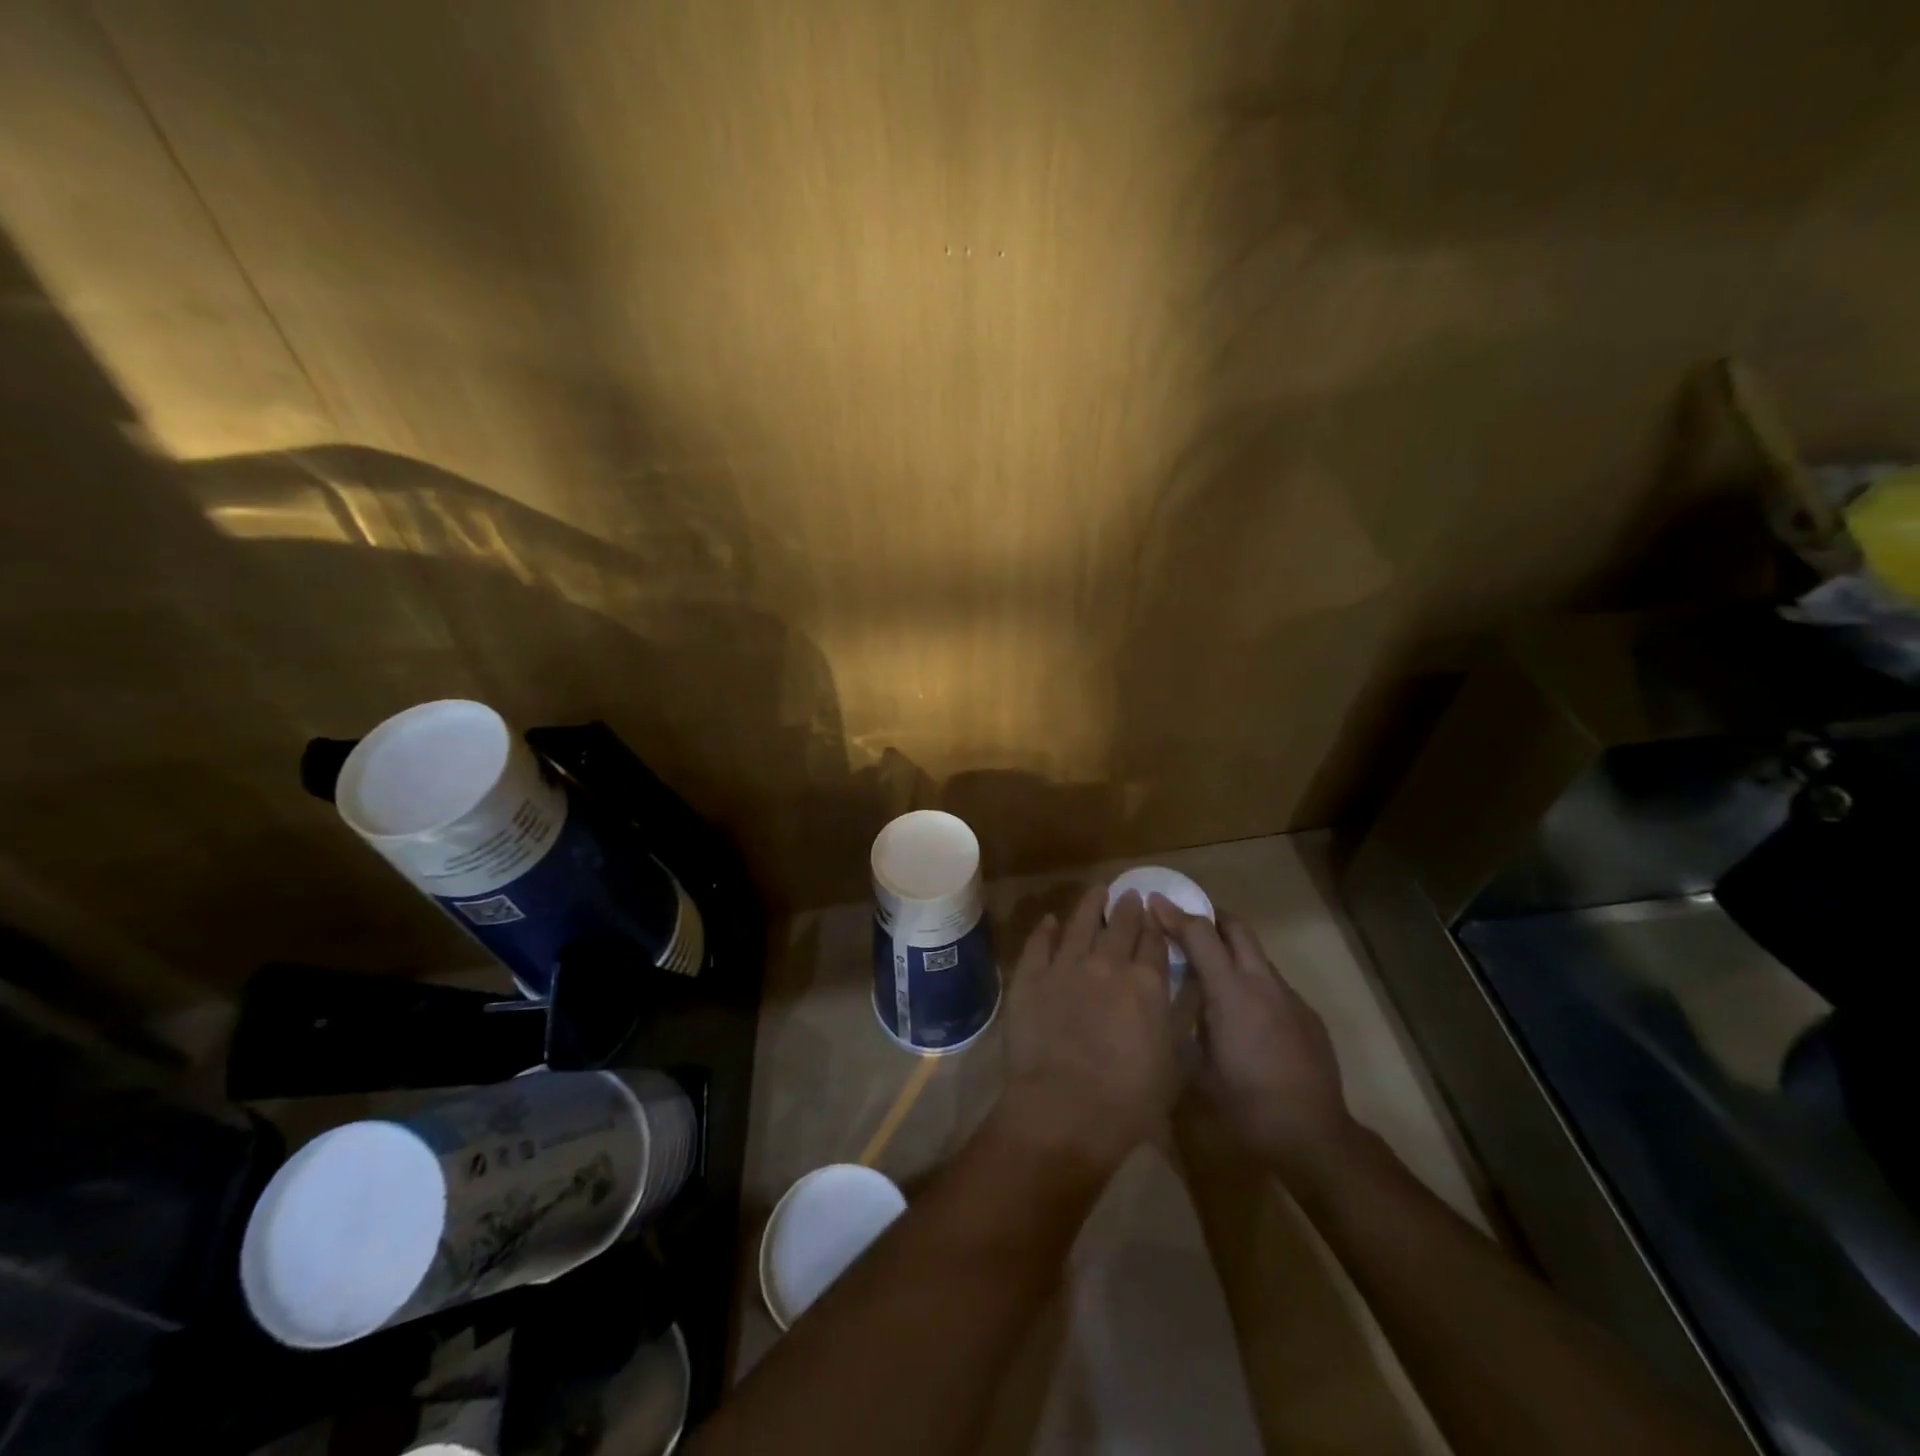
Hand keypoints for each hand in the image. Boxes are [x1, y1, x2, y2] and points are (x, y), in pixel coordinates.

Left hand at [1000, 885, 1180, 1170]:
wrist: (1065, 1109)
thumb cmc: (1129, 1100)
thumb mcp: (1174, 1064)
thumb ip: (1179, 1019)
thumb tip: (1186, 990)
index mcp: (1146, 984)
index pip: (1154, 944)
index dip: (1156, 927)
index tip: (1155, 914)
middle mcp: (1107, 965)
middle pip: (1120, 926)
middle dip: (1128, 908)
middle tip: (1130, 895)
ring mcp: (1065, 967)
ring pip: (1079, 924)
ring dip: (1090, 905)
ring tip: (1097, 891)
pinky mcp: (1030, 977)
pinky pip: (1038, 944)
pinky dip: (1045, 930)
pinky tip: (1049, 921)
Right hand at [1151, 899, 1353, 1181]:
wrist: (1313, 1135)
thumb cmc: (1246, 1105)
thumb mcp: (1197, 1068)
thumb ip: (1186, 1026)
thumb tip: (1174, 1006)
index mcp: (1230, 993)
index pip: (1200, 934)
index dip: (1174, 915)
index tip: (1154, 903)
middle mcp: (1262, 983)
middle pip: (1236, 927)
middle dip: (1210, 917)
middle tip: (1185, 925)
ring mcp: (1290, 997)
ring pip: (1256, 955)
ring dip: (1232, 952)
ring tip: (1211, 974)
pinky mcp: (1308, 1015)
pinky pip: (1273, 984)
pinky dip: (1251, 983)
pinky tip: (1245, 1017)